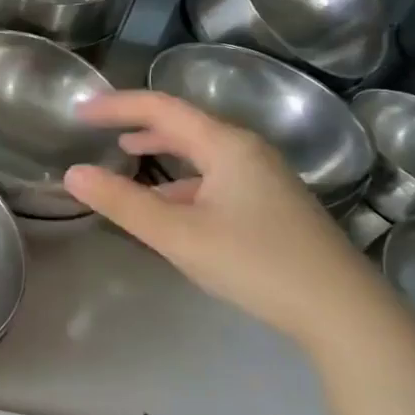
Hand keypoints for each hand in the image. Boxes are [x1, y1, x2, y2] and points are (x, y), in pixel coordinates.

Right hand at [64, 91, 388, 347]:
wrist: (341, 309)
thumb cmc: (255, 262)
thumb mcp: (178, 235)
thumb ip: (123, 203)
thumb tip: (73, 174)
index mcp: (226, 145)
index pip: (162, 108)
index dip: (117, 105)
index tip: (79, 111)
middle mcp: (247, 151)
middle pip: (184, 125)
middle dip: (138, 124)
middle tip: (98, 129)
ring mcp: (264, 177)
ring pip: (201, 153)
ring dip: (162, 151)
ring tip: (126, 157)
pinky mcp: (271, 204)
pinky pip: (215, 178)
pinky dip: (182, 181)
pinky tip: (169, 206)